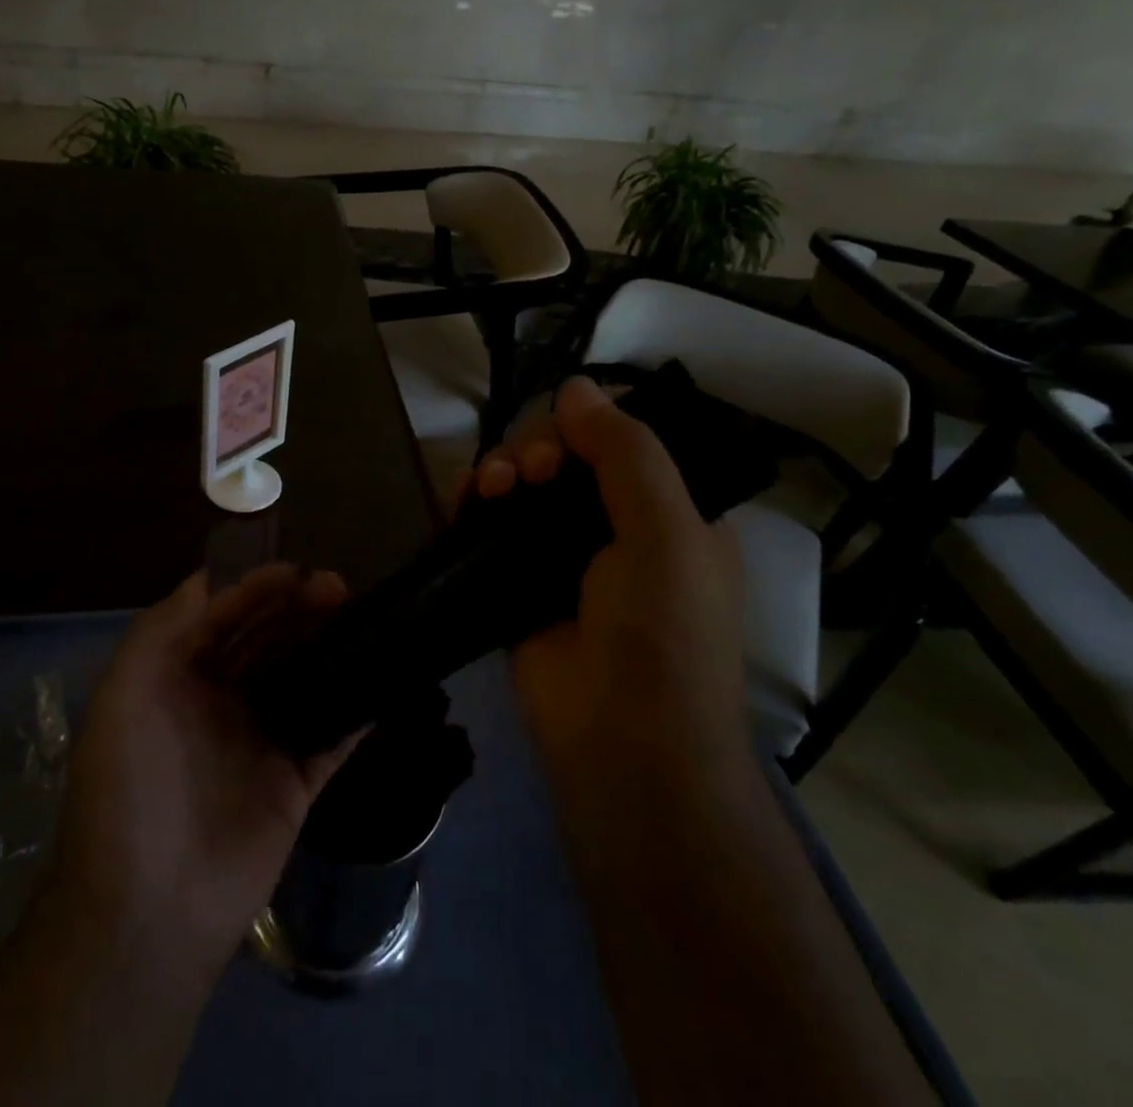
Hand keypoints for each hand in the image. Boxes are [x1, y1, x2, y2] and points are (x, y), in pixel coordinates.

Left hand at [46, 565, 355, 975]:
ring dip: (330, 643)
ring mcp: (260, 742)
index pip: (221, 616)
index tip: (296, 570)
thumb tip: (211, 579)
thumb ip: (163, 627)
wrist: (149, 909)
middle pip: (267, 640)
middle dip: (298, 608)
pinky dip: (356, 708)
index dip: (255, 588)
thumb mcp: (124, 693)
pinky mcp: (296, 783)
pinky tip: (381, 675)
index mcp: (176, 680)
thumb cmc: (130, 786)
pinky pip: (333, 736)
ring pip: (303, 676)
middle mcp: (219, 703)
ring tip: (361, 614)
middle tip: (338, 587)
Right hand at [467, 376, 748, 780]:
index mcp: (666, 511)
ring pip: (521, 485)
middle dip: (537, 448)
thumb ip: (626, 453)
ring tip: (492, 485)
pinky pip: (489, 525)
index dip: (584, 427)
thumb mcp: (666, 533)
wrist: (621, 747)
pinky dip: (474, 502)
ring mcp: (559, 556)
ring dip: (501, 468)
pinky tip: (466, 498)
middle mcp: (613, 527)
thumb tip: (576, 386)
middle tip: (527, 470)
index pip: (618, 442)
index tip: (562, 441)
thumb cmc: (662, 635)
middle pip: (563, 457)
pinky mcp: (514, 581)